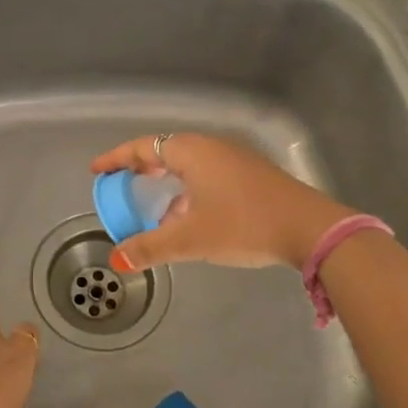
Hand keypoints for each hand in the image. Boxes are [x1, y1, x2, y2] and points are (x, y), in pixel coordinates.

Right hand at [90, 133, 355, 272]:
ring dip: (167, 181)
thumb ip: (151, 248)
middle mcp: (211, 148)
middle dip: (140, 168)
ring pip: (189, 165)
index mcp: (192, 152)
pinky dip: (188, 189)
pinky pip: (206, 175)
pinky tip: (189, 216)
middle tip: (121, 184)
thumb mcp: (191, 238)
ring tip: (152, 205)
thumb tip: (117, 260)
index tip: (97, 170)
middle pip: (165, 151)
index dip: (116, 158)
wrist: (310, 229)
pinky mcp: (251, 176)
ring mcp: (235, 160)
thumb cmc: (244, 224)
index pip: (143, 147)